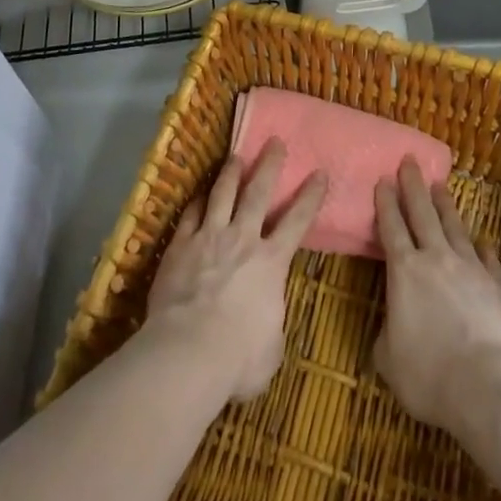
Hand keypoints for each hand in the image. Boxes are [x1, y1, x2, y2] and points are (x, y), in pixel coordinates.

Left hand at [145, 139, 327, 402]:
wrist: (189, 351)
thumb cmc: (238, 358)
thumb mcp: (271, 349)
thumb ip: (272, 324)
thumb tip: (267, 321)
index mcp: (271, 262)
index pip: (297, 221)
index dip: (310, 196)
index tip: (320, 173)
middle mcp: (243, 239)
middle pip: (258, 192)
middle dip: (269, 165)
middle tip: (275, 142)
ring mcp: (210, 237)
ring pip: (223, 193)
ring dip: (231, 172)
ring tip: (236, 155)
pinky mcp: (180, 245)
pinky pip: (191, 215)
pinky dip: (197, 202)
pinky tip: (199, 195)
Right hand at [374, 160, 500, 437]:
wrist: (491, 387)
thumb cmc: (430, 375)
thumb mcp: (389, 360)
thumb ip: (387, 336)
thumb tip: (392, 328)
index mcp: (404, 271)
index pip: (391, 227)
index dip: (386, 202)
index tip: (383, 178)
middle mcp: (436, 259)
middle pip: (422, 213)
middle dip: (413, 185)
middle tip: (410, 161)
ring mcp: (471, 269)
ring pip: (455, 227)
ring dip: (446, 205)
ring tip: (441, 185)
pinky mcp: (499, 286)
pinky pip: (488, 259)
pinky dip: (483, 248)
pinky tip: (482, 241)